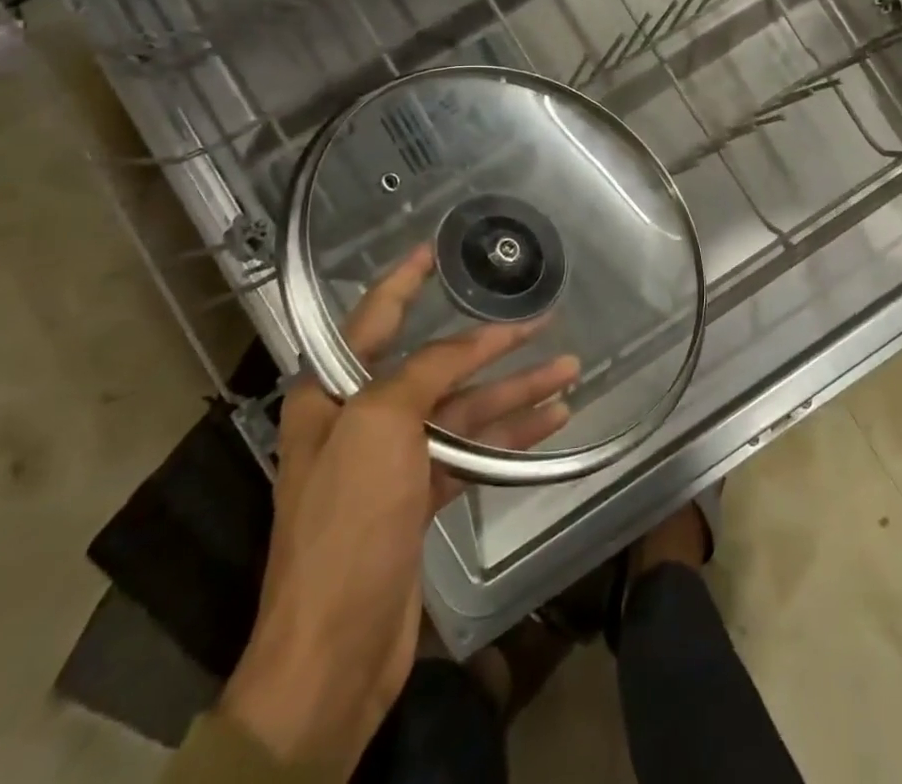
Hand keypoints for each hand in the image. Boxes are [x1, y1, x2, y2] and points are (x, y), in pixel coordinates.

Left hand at [219, 245, 577, 772]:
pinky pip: (472, 452)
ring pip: (463, 409)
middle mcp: (361, 419)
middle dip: (488, 343)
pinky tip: (552, 420)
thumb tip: (468, 342)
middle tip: (539, 317)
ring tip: (569, 366)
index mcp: (332, 394)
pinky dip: (509, 437)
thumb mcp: (380, 426)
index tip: (433, 249)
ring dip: (514, 391)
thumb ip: (425, 371)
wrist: (333, 653)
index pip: (373, 318)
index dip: (403, 280)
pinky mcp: (419, 498)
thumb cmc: (346, 523)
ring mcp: (392, 462)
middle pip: (434, 365)